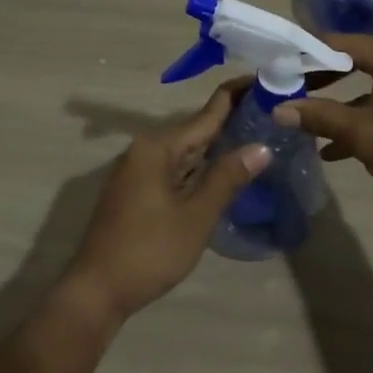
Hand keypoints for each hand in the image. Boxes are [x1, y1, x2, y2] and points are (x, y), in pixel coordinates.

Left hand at [64, 82, 271, 322]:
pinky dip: (202, 166)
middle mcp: (146, 149)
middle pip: (196, 129)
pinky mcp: (138, 191)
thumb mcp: (196, 215)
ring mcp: (139, 171)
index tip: (268, 82)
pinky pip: (176, 168)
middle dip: (233, 122)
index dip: (237, 96)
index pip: (207, 113)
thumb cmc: (150, 250)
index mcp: (158, 147)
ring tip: (259, 137)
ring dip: (218, 146)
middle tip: (274, 115)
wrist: (98, 289)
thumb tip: (261, 147)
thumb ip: (228, 177)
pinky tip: (225, 171)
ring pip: (187, 151)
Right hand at [276, 31, 372, 213]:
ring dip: (337, 103)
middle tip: (284, 94)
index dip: (300, 57)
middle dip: (316, 80)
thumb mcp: (365, 135)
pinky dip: (363, 115)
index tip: (272, 72)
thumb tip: (279, 108)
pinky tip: (337, 148)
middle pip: (350, 59)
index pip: (333, 42)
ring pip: (367, 83)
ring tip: (304, 123)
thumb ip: (320, 117)